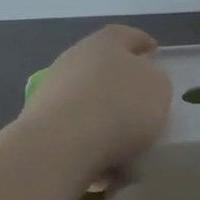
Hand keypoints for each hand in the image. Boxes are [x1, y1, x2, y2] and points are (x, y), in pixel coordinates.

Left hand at [21, 24, 171, 182]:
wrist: (61, 144)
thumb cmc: (120, 107)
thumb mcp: (159, 90)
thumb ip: (155, 81)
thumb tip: (144, 82)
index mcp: (106, 42)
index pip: (127, 35)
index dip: (142, 43)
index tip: (154, 53)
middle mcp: (75, 58)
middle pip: (102, 65)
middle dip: (120, 82)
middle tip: (140, 100)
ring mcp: (52, 89)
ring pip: (86, 98)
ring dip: (103, 115)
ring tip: (124, 142)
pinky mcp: (40, 121)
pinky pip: (74, 128)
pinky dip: (89, 140)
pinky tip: (103, 163)